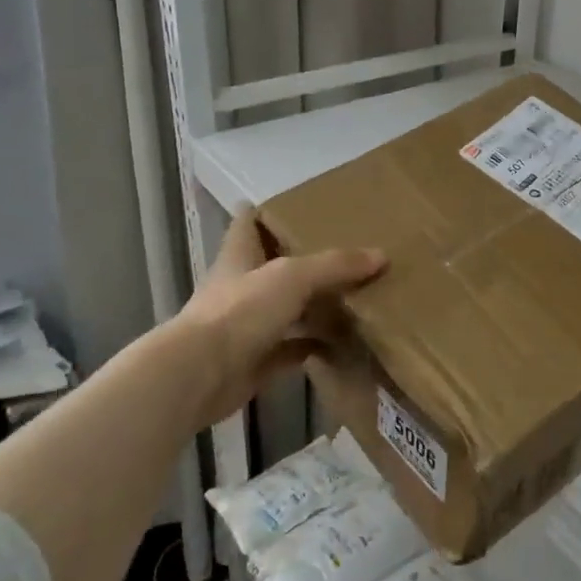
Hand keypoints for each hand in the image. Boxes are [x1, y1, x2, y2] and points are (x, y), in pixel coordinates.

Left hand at [173, 208, 385, 427]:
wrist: (200, 375)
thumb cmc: (240, 311)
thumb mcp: (292, 276)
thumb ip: (334, 264)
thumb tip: (380, 255)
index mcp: (239, 257)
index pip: (247, 224)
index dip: (265, 212)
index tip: (292, 205)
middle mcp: (241, 287)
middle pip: (271, 267)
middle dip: (301, 259)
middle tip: (341, 252)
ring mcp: (246, 327)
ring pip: (285, 309)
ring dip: (312, 305)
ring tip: (353, 295)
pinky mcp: (255, 361)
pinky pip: (292, 349)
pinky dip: (314, 345)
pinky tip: (342, 342)